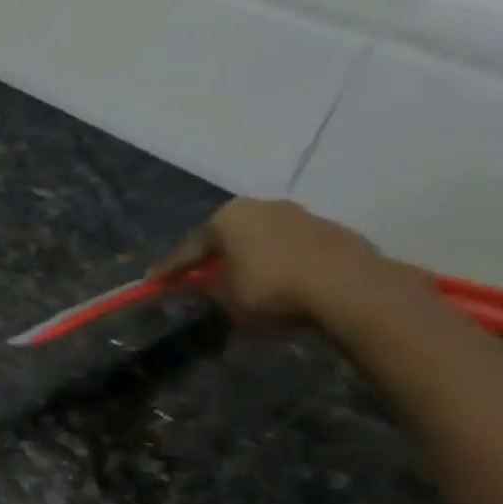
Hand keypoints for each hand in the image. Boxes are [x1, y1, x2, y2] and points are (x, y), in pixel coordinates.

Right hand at [150, 198, 405, 326]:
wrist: (350, 288)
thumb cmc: (271, 289)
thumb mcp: (223, 297)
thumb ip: (203, 288)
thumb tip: (194, 286)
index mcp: (227, 217)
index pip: (187, 248)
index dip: (168, 270)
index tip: (152, 284)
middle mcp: (261, 206)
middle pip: (226, 238)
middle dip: (211, 259)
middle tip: (195, 279)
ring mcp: (301, 216)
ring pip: (260, 241)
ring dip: (247, 260)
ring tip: (239, 283)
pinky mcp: (332, 232)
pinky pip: (290, 250)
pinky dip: (278, 264)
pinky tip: (277, 284)